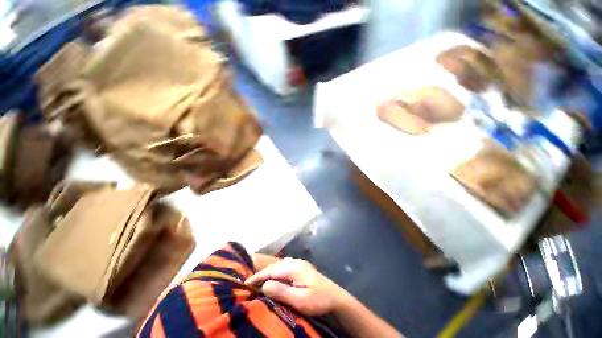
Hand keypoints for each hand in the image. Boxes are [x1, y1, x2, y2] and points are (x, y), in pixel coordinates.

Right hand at [245, 258, 348, 315]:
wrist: (336, 297)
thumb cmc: (318, 300)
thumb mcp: (300, 299)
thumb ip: (282, 291)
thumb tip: (264, 284)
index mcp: (294, 268)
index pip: (272, 271)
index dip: (258, 276)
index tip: (246, 283)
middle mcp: (296, 263)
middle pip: (275, 267)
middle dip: (262, 274)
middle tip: (250, 283)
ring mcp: (300, 264)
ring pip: (280, 267)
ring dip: (269, 273)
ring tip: (259, 281)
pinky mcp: (302, 268)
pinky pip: (285, 268)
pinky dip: (277, 273)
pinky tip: (275, 278)